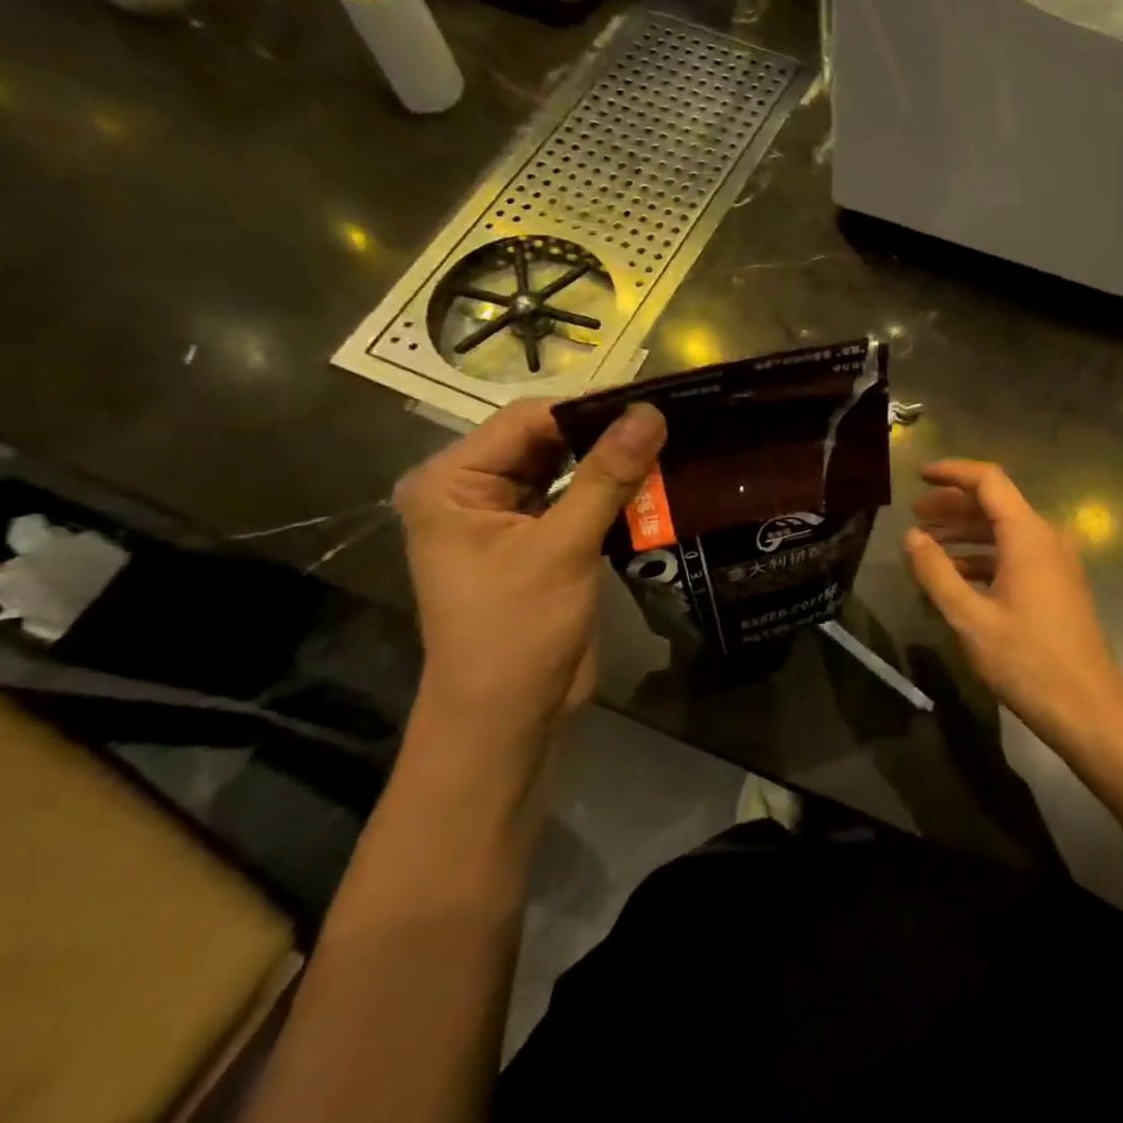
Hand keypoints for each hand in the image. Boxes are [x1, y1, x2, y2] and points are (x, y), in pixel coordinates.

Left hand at [393, 399, 665, 766]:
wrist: (508, 717)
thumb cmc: (517, 630)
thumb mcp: (563, 547)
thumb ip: (607, 476)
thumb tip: (651, 413)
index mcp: (451, 482)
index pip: (526, 421)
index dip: (589, 409)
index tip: (653, 404)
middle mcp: (471, 490)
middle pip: (546, 441)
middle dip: (604, 435)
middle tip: (669, 423)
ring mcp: (505, 517)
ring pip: (566, 470)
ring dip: (612, 463)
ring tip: (670, 445)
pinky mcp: (537, 542)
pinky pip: (576, 500)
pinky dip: (611, 493)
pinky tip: (655, 482)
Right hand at [902, 460, 1122, 741]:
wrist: (1088, 707)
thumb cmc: (1027, 660)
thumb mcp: (970, 618)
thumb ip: (936, 573)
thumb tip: (911, 536)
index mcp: (1028, 535)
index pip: (988, 481)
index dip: (952, 472)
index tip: (919, 476)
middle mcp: (1046, 538)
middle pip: (995, 504)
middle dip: (953, 506)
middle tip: (915, 516)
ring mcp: (1056, 562)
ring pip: (1005, 531)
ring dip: (966, 534)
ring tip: (928, 545)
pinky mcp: (1058, 584)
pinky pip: (1016, 555)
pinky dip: (984, 557)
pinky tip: (957, 576)